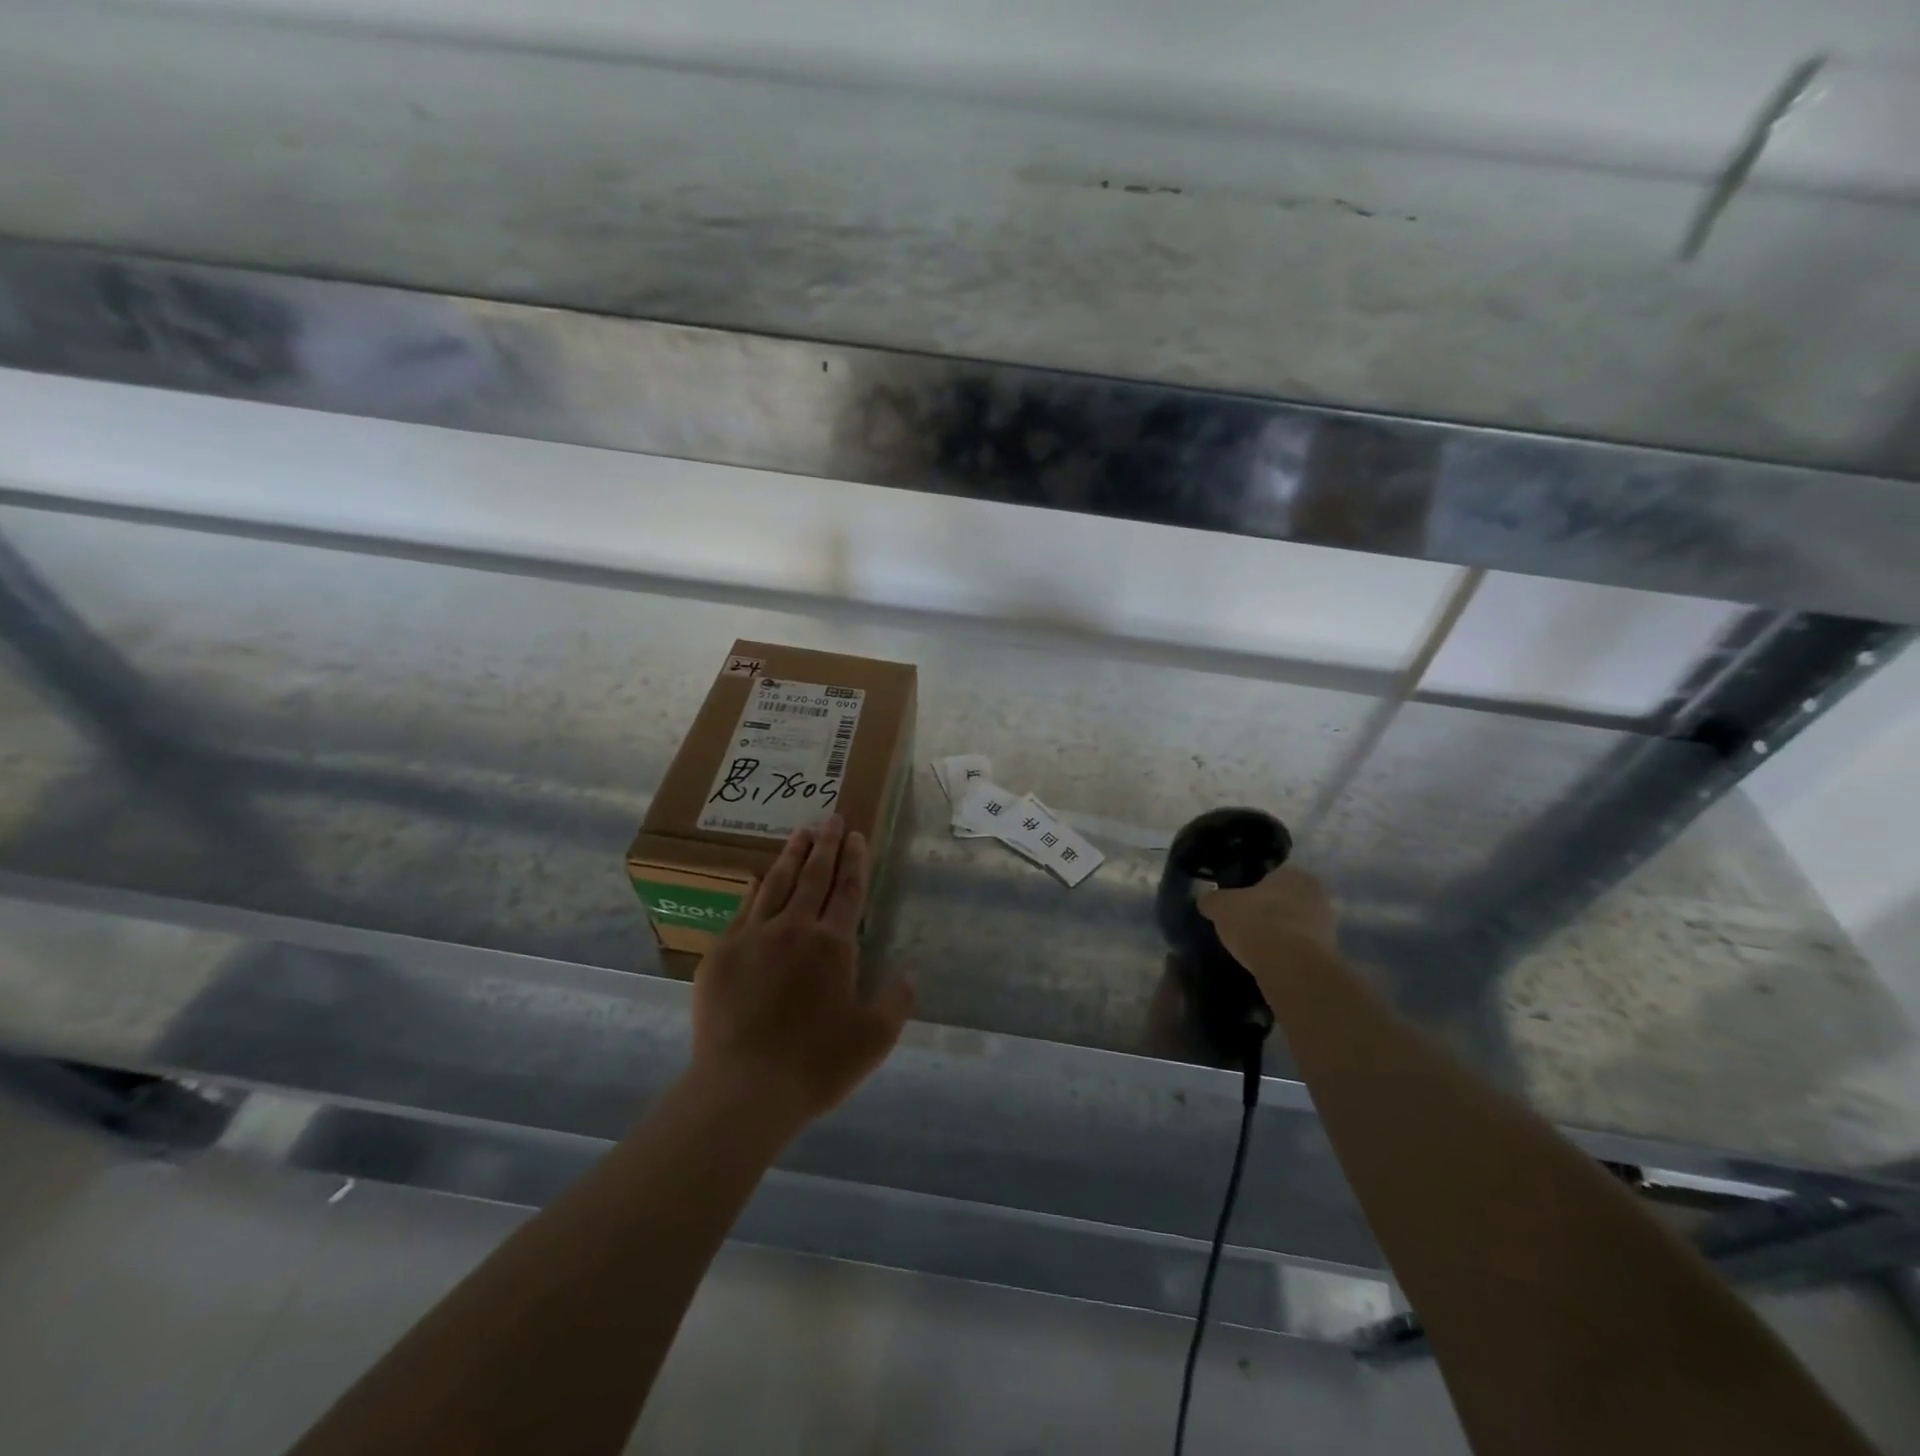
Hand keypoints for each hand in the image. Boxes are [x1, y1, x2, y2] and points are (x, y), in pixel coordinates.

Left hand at [691, 815, 913, 1126]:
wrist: (743, 1088)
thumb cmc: (815, 1064)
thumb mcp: (874, 1039)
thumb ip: (896, 1001)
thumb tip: (907, 974)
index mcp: (833, 945)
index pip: (849, 891)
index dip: (855, 860)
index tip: (857, 835)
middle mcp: (794, 929)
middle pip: (814, 877)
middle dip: (827, 845)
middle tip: (832, 818)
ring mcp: (753, 937)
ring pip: (777, 884)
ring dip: (792, 855)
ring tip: (802, 832)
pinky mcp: (721, 953)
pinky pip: (743, 909)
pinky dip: (755, 888)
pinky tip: (758, 876)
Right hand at [1199, 865, 1338, 970]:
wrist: (1290, 967)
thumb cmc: (1256, 922)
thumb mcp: (1220, 906)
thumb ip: (1212, 899)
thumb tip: (1206, 899)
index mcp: (1294, 873)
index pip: (1271, 876)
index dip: (1252, 890)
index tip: (1238, 904)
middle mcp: (1316, 894)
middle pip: (1286, 900)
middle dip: (1269, 911)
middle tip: (1245, 925)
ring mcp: (1327, 925)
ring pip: (1296, 925)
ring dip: (1280, 934)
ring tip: (1255, 947)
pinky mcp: (1330, 954)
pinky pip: (1301, 948)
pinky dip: (1287, 953)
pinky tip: (1269, 962)